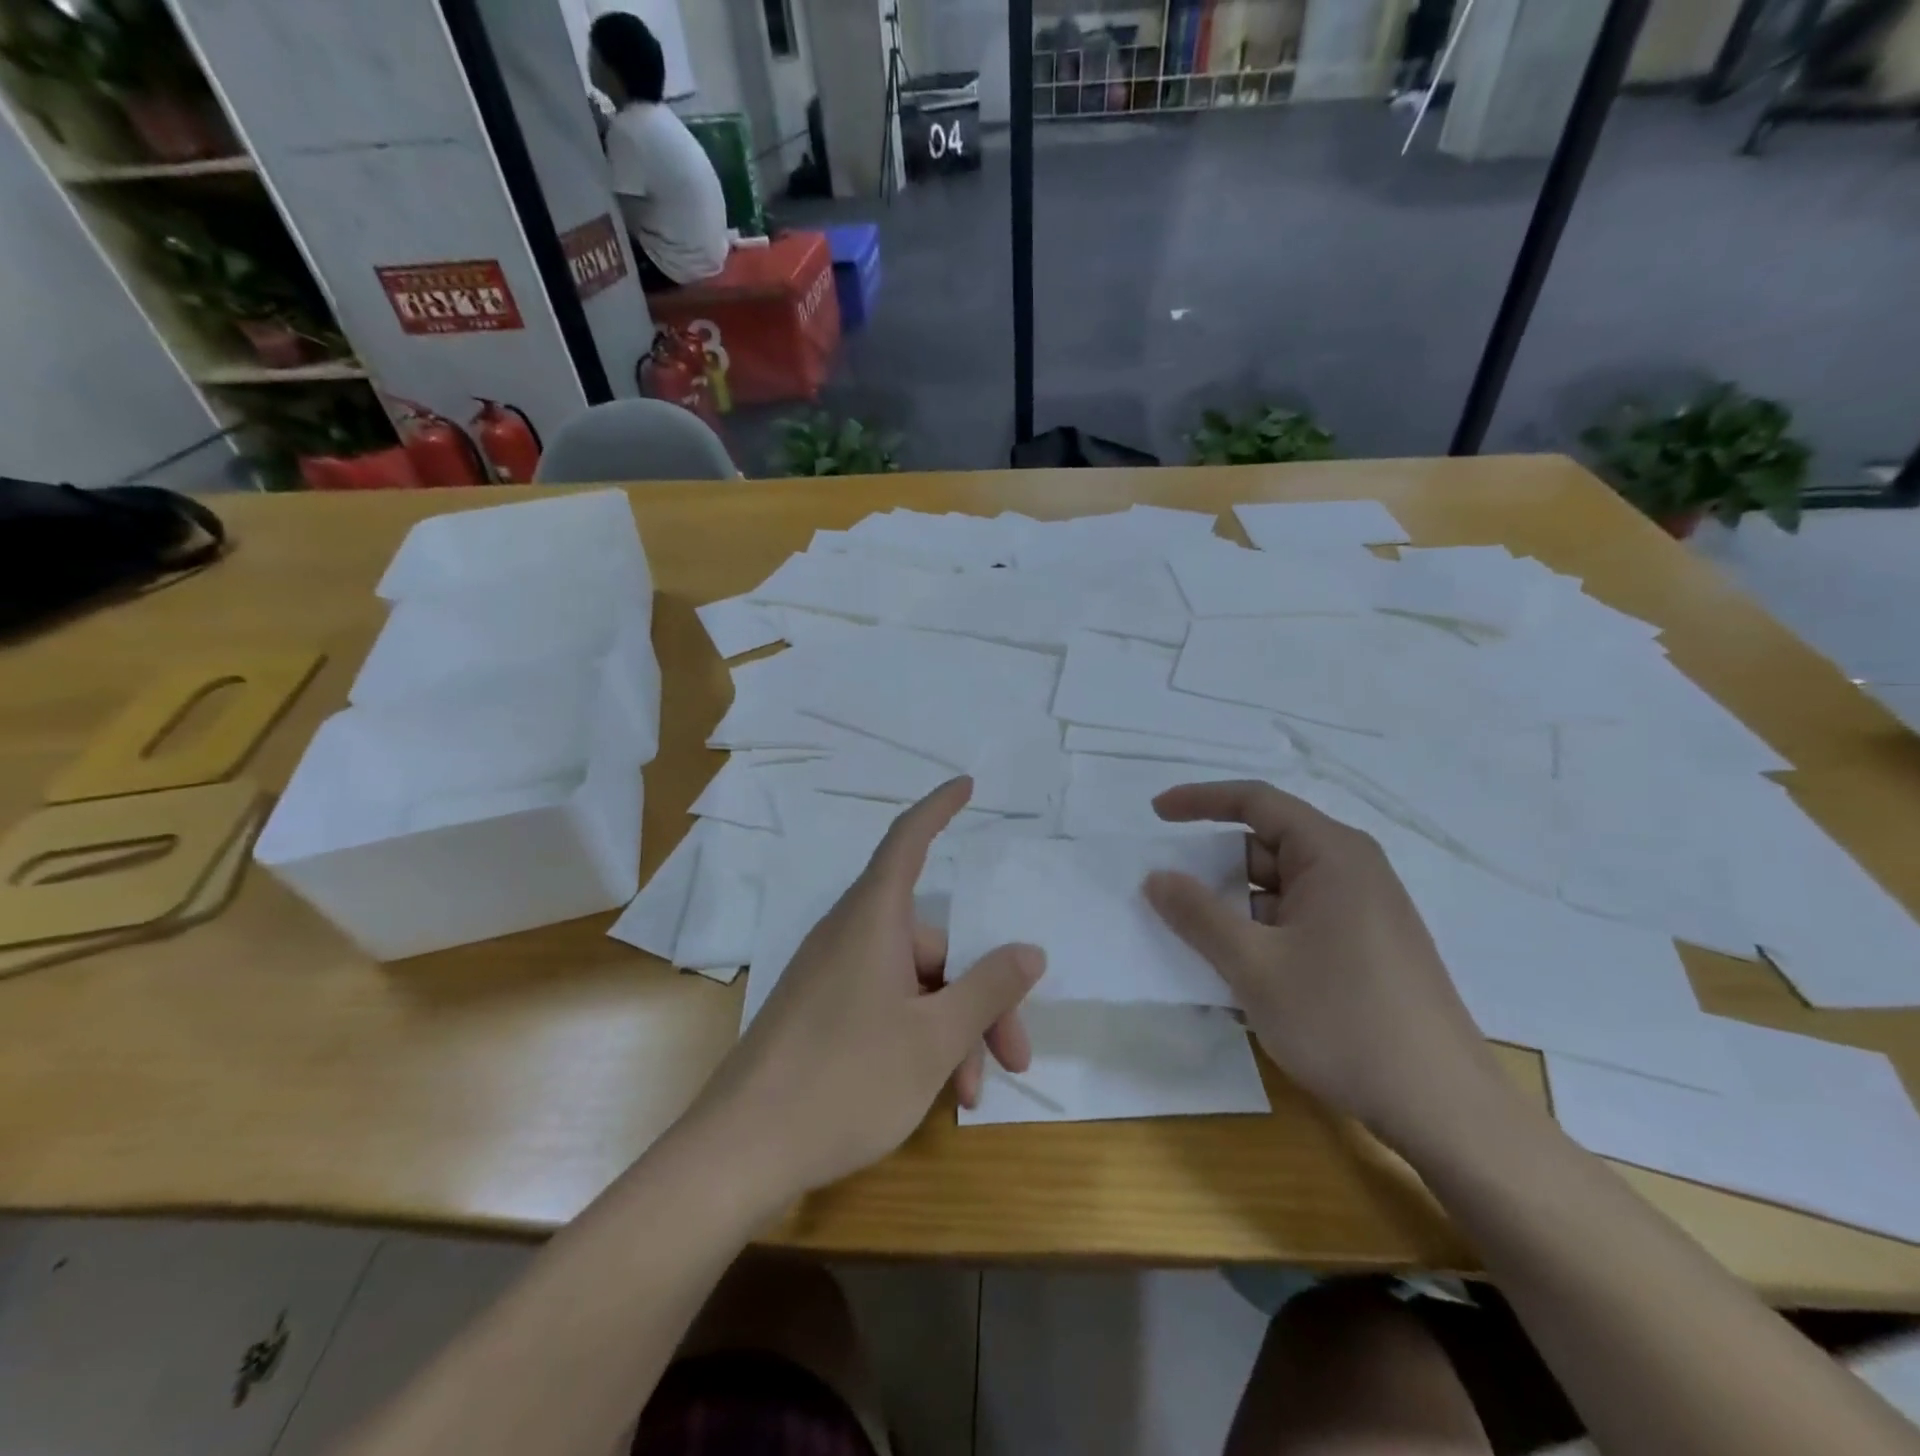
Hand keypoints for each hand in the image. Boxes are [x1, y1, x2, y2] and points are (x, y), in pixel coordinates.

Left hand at [695, 778, 1045, 1196]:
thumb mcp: (934, 1039)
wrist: (738, 1152)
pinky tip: (936, 1090)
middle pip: (933, 943)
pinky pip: (885, 1005)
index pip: (908, 840)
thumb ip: (987, 989)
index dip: (938, 807)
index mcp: (873, 920)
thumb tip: (1029, 951)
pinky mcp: (820, 1013)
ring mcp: (832, 976)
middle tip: (1015, 1057)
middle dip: (981, 995)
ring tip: (972, 1093)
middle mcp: (851, 936)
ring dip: (952, 1029)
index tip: (967, 785)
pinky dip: (918, 1037)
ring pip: (914, 983)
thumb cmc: (845, 1081)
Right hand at [1143, 781, 1505, 1153]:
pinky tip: (1238, 972)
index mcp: (1332, 854)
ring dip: (1235, 906)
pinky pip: (1299, 919)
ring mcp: (1363, 911)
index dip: (1200, 800)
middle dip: (1214, 866)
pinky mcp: (1367, 947)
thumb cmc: (1343, 1021)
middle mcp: (1353, 870)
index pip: (1256, 802)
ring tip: (1194, 939)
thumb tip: (1155, 876)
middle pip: (1267, 845)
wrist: (1444, 1108)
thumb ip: (1197, 915)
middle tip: (1167, 892)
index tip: (1155, 813)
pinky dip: (1261, 931)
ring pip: (1281, 888)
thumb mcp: (1254, 966)